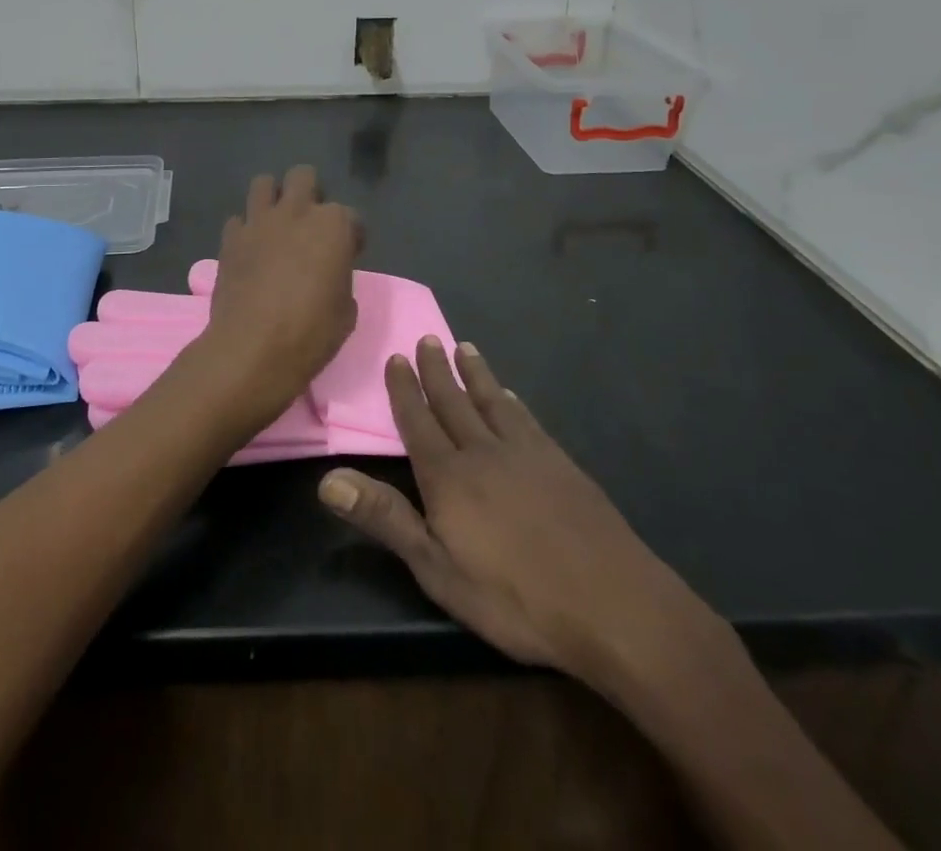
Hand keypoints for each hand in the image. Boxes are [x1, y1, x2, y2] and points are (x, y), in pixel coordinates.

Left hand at [195, 166, 361, 428]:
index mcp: (333, 226)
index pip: (351, 216)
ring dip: (273, 197)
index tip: (349, 253)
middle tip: (310, 223)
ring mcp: (259, 221)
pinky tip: (250, 250)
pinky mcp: (230, 238)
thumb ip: (340, 278)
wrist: (253, 349)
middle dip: (310, 193)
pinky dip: (246, 230)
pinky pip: (238, 220)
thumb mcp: (346, 310)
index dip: (352, 235)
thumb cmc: (311, 333)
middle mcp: (296, 212)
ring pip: (264, 183)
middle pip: (303, 176)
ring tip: (276, 223)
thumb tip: (329, 274)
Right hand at [318, 339, 722, 693]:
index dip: (404, 390)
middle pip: (453, 402)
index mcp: (448, 476)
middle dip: (436, 370)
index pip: (417, 422)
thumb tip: (327, 480)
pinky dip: (512, 402)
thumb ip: (385, 518)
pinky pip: (527, 420)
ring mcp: (526, 453)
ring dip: (475, 374)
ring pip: (491, 401)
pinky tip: (510, 396)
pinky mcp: (560, 463)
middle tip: (426, 338)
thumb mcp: (438, 569)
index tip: (396, 358)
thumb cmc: (515, 596)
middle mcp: (482, 452)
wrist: (612, 603)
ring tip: (464, 347)